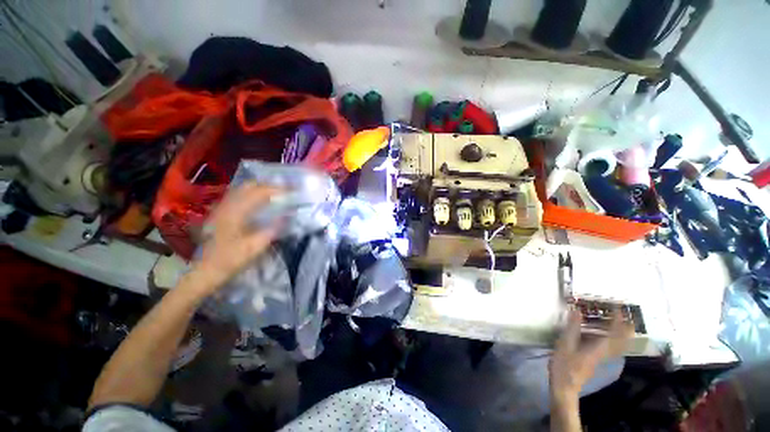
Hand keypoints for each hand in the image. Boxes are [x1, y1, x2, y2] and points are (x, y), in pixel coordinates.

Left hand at [186, 183, 281, 295]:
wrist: (206, 271)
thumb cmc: (231, 259)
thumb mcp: (256, 246)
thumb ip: (273, 229)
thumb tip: (288, 216)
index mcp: (236, 211)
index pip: (260, 192)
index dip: (278, 189)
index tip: (292, 190)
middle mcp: (228, 205)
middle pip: (249, 185)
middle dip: (269, 185)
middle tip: (285, 191)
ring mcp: (222, 208)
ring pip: (243, 189)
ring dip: (261, 188)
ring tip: (276, 194)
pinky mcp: (221, 213)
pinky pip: (238, 196)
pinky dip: (252, 194)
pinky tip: (259, 202)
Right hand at [549, 309, 633, 402]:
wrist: (565, 386)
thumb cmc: (564, 364)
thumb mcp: (565, 344)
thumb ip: (572, 328)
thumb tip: (577, 310)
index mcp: (598, 348)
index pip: (614, 332)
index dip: (617, 320)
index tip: (618, 307)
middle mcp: (604, 352)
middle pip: (621, 341)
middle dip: (625, 328)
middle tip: (625, 315)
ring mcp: (600, 357)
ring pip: (617, 345)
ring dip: (619, 333)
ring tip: (616, 322)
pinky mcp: (594, 359)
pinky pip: (609, 347)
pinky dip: (611, 339)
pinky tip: (602, 335)